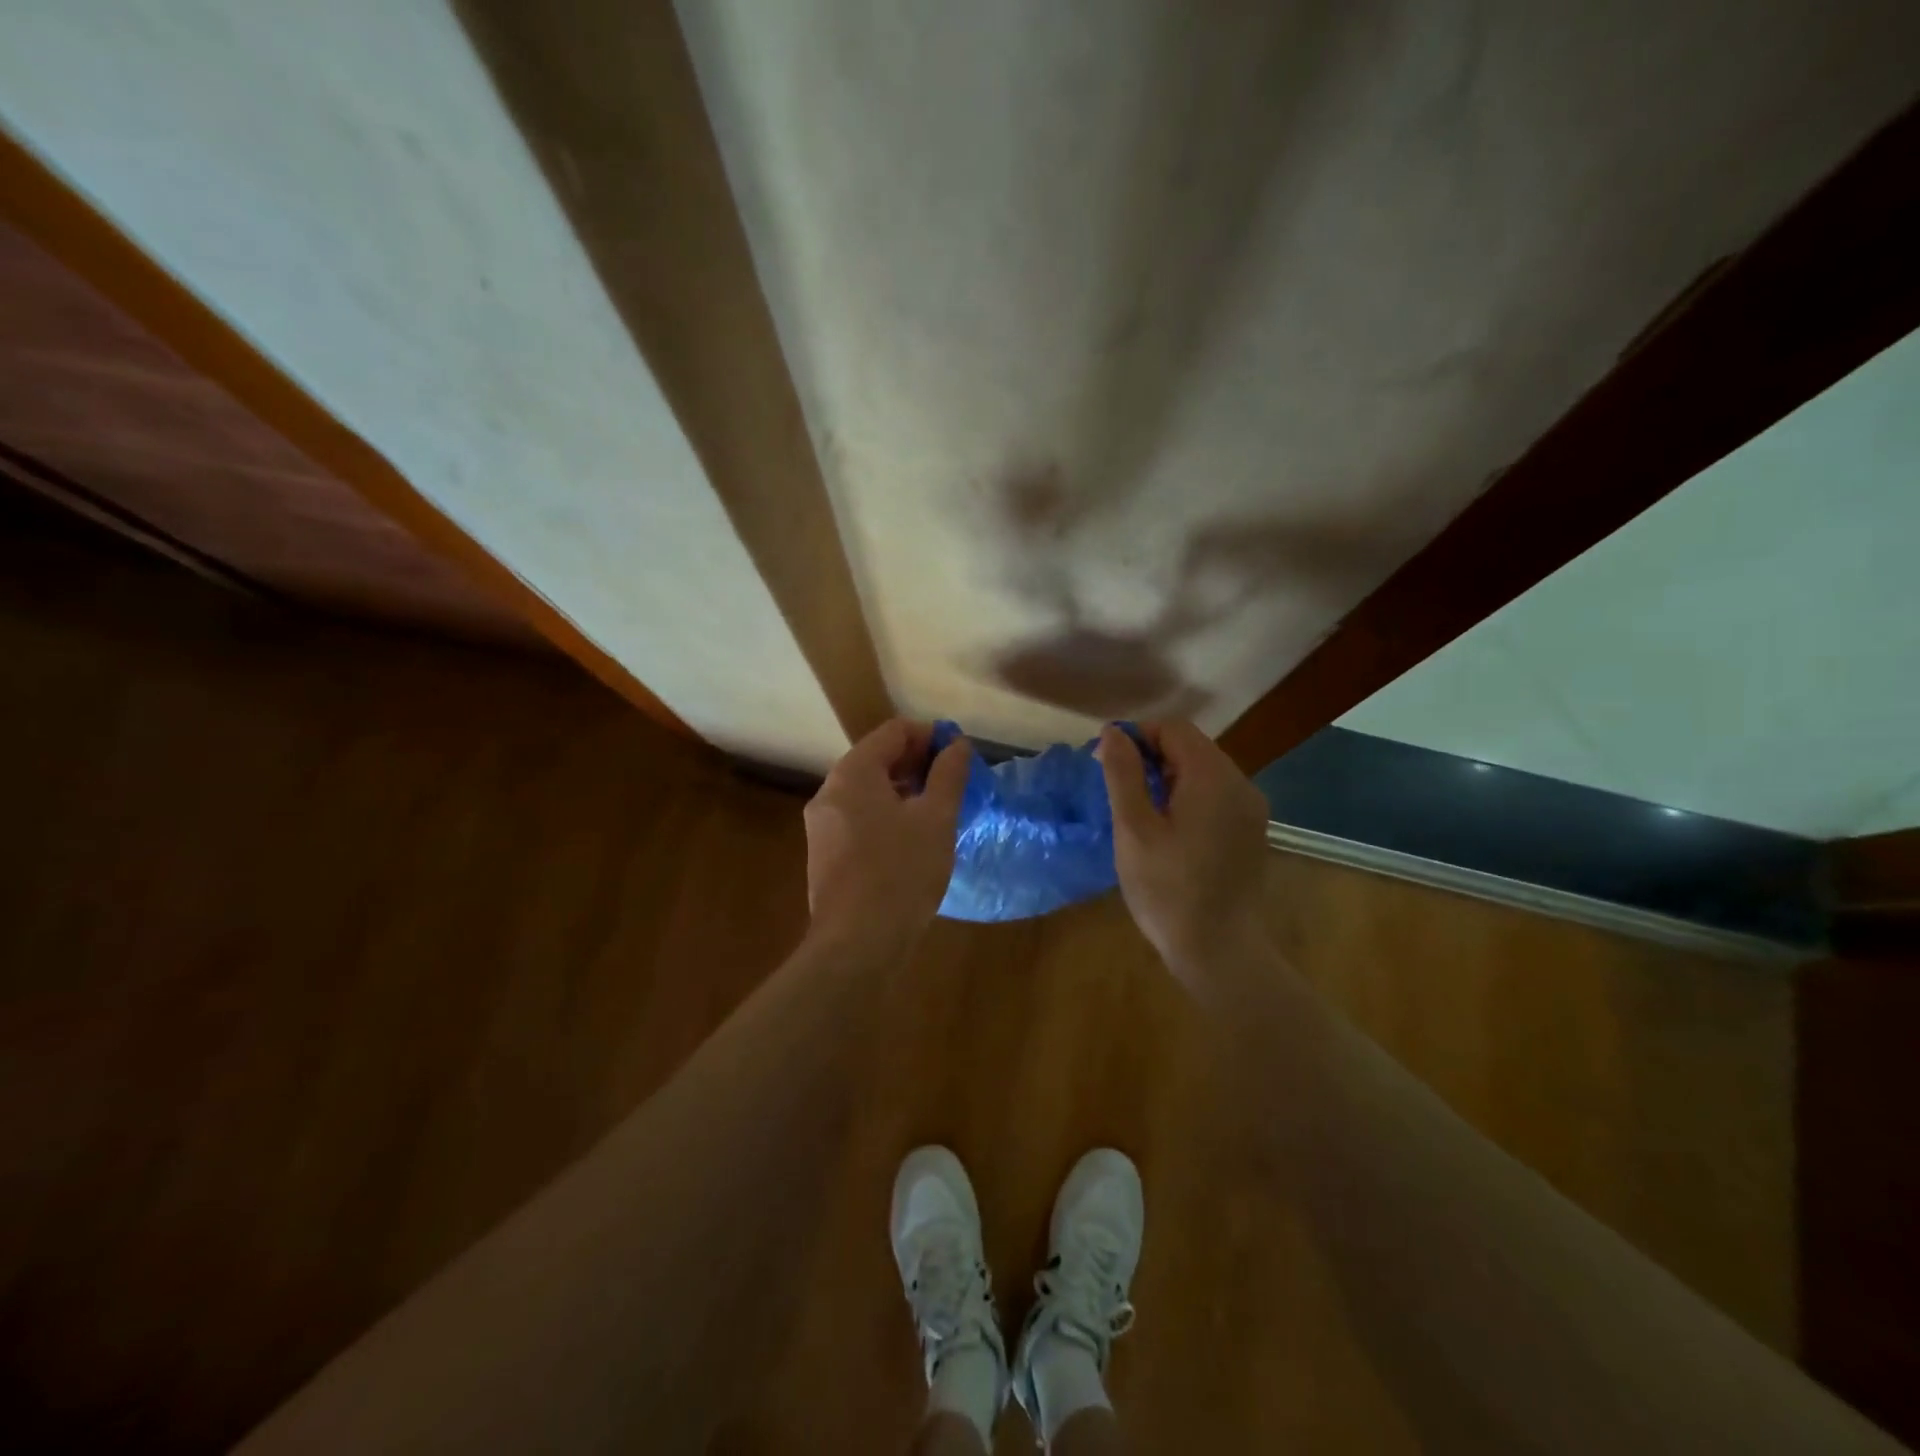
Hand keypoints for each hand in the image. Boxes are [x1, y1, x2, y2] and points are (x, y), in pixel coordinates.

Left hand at [804, 718, 971, 954]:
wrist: (858, 944)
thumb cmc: (902, 872)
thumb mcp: (936, 818)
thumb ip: (948, 774)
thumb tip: (957, 744)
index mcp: (853, 773)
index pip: (894, 731)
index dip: (931, 736)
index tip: (960, 756)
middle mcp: (830, 791)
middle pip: (878, 759)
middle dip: (918, 764)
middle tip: (954, 784)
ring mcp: (823, 825)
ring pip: (869, 791)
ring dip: (905, 791)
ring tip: (939, 811)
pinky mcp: (825, 854)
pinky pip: (860, 818)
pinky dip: (888, 816)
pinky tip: (913, 840)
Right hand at [1099, 721, 1270, 981]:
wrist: (1220, 951)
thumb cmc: (1168, 889)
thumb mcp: (1134, 829)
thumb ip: (1123, 774)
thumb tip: (1114, 732)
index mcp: (1213, 777)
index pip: (1174, 729)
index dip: (1137, 737)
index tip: (1107, 764)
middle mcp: (1240, 784)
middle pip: (1191, 747)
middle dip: (1151, 757)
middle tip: (1119, 791)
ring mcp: (1250, 809)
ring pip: (1203, 772)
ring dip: (1168, 778)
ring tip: (1140, 813)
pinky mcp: (1251, 832)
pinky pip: (1215, 796)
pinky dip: (1188, 798)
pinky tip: (1168, 831)